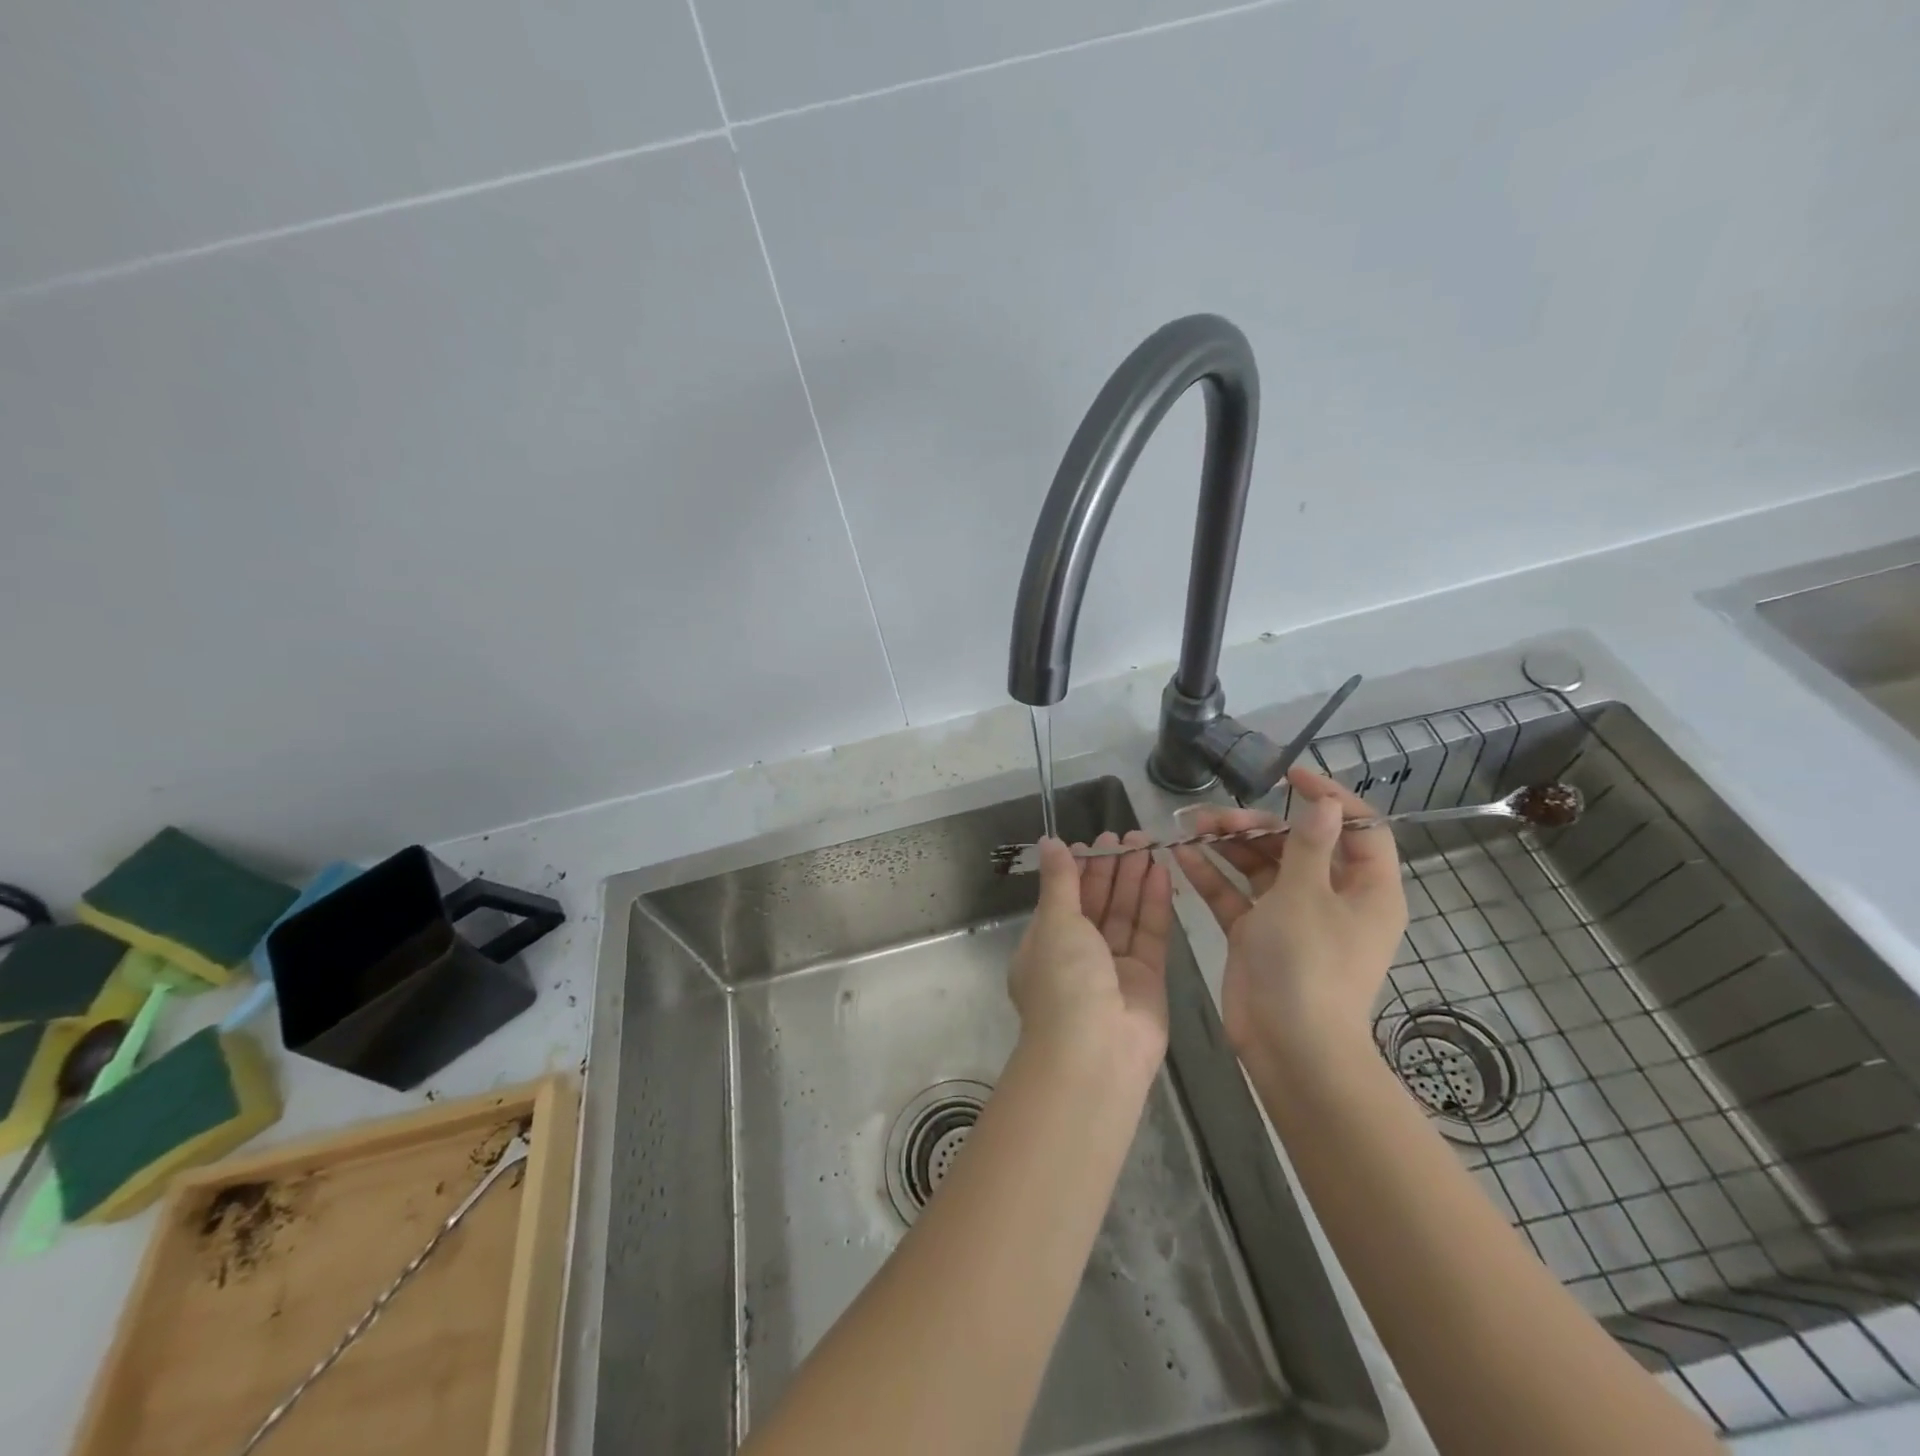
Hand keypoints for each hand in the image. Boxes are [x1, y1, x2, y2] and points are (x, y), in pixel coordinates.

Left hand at [1008, 830, 1170, 1075]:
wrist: (1095, 1051)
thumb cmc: (1063, 979)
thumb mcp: (1055, 921)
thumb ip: (1060, 881)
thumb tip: (1049, 842)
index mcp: (1045, 945)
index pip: (1064, 898)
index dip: (1080, 869)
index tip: (1097, 841)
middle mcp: (1077, 956)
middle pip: (1097, 904)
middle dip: (1112, 869)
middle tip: (1130, 836)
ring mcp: (1114, 969)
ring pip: (1125, 915)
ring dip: (1135, 880)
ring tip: (1148, 843)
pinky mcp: (1147, 980)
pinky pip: (1149, 934)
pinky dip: (1155, 903)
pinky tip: (1162, 871)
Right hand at [1172, 767, 1406, 1062]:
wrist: (1288, 1045)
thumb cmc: (1308, 964)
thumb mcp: (1307, 895)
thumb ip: (1310, 844)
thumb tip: (1327, 802)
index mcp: (1364, 888)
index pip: (1360, 828)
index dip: (1331, 797)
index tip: (1290, 776)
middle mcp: (1331, 898)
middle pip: (1297, 844)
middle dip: (1256, 825)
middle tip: (1217, 817)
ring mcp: (1291, 917)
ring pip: (1260, 866)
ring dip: (1228, 844)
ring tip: (1191, 826)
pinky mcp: (1256, 934)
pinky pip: (1235, 894)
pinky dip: (1212, 875)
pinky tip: (1182, 855)